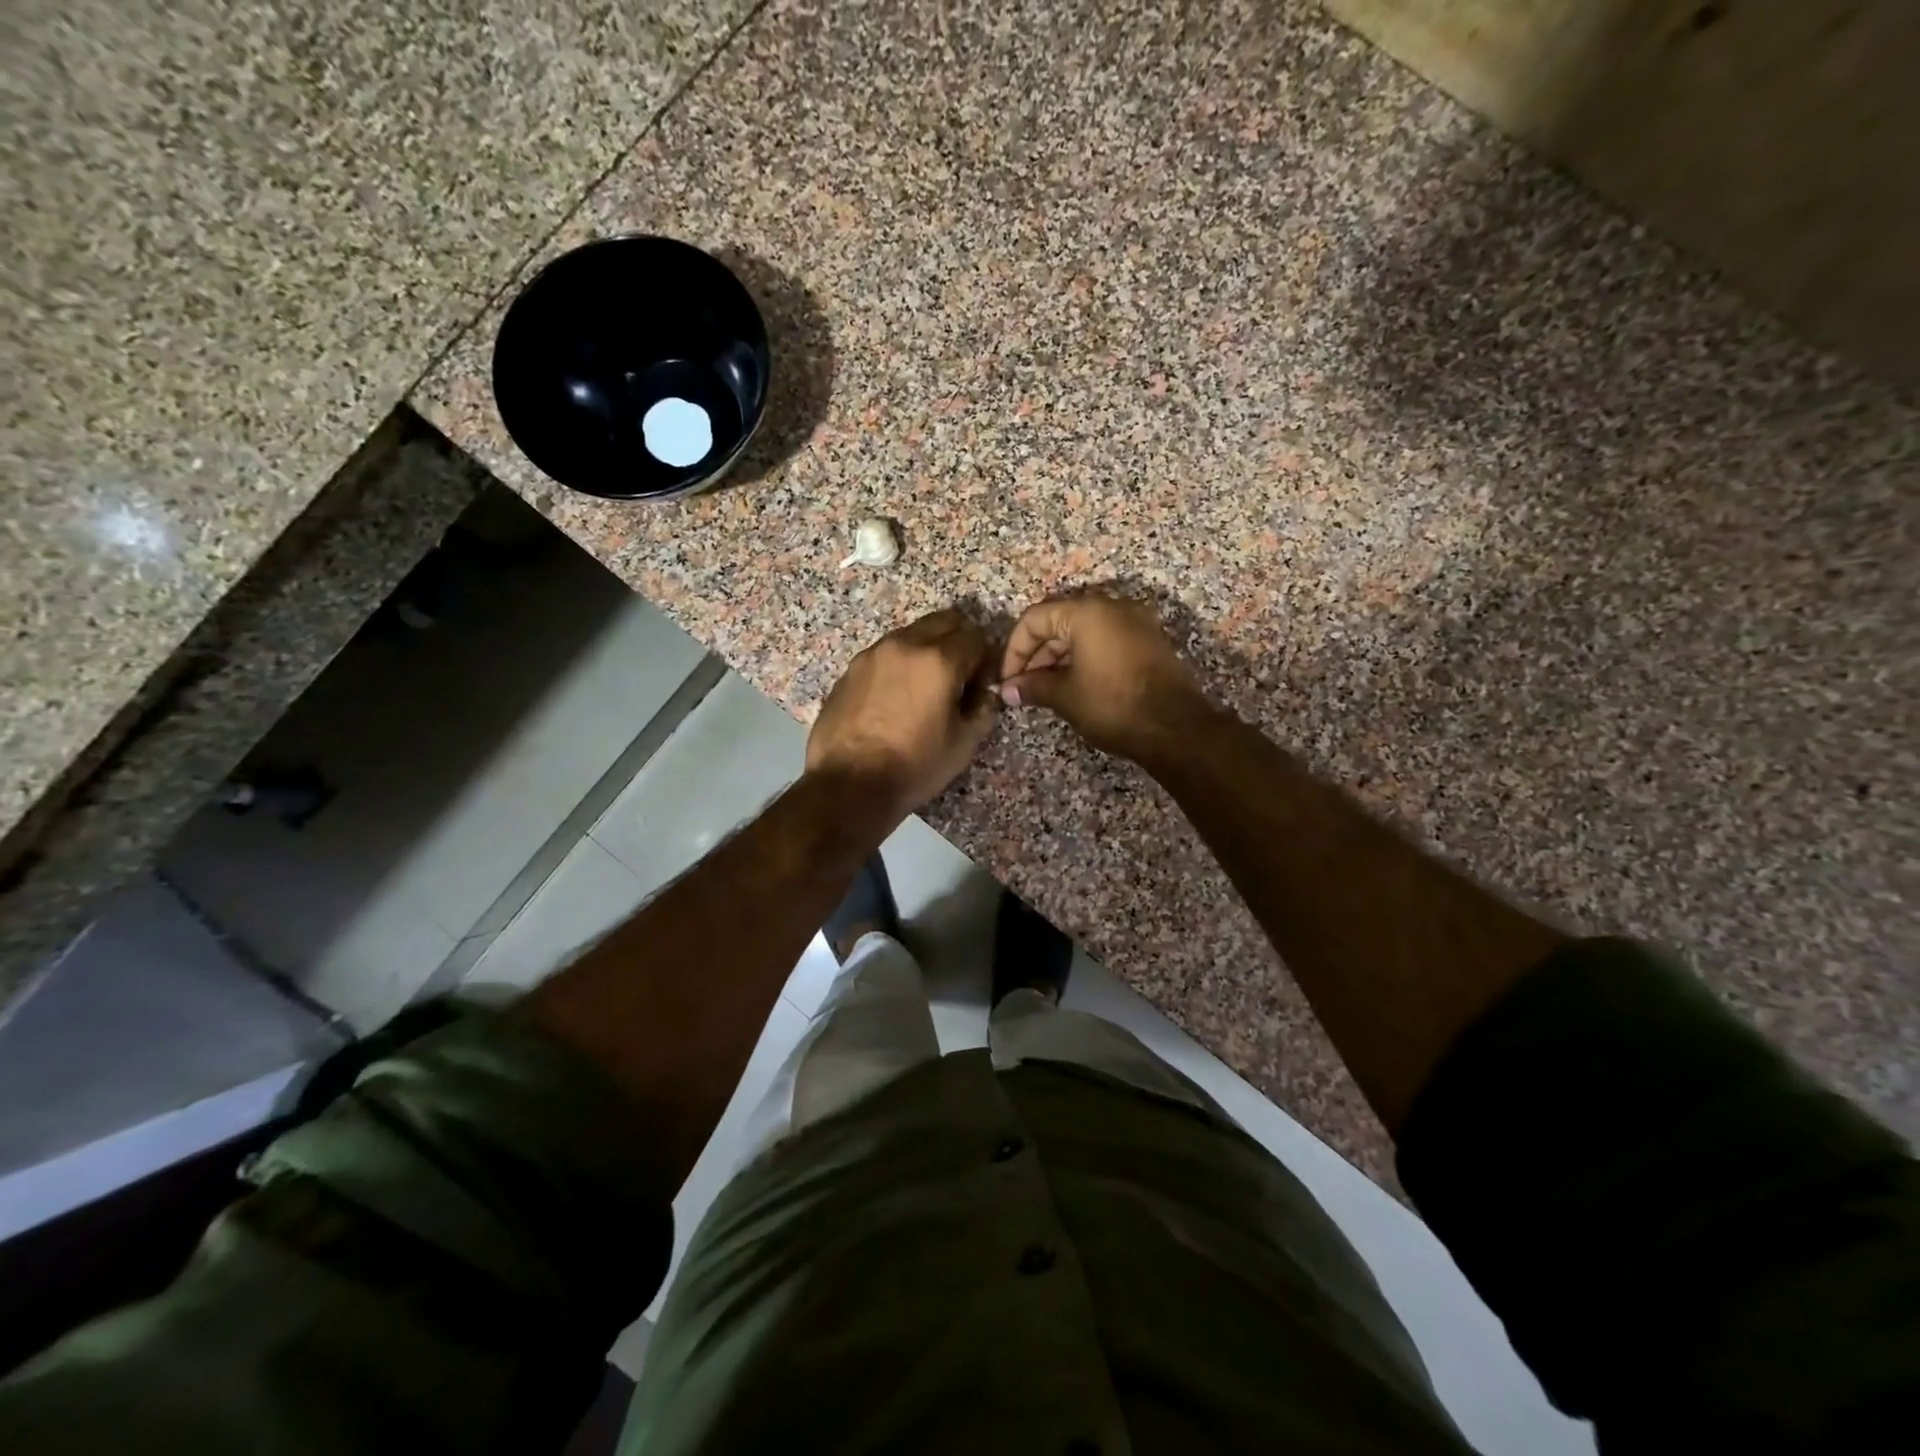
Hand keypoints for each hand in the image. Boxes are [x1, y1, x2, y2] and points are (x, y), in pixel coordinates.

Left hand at [807, 608, 999, 816]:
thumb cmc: (913, 767)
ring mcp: (873, 654)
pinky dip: (900, 664)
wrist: (848, 785)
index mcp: (938, 660)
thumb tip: (984, 693)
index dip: (986, 659)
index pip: (976, 637)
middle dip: (959, 642)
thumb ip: (983, 710)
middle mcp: (905, 645)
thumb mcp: (963, 745)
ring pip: (912, 634)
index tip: (981, 685)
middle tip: (959, 677)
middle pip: (943, 621)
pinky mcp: (850, 669)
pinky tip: (896, 697)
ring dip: (927, 649)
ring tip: (925, 688)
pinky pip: (886, 653)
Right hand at [998, 593, 1207, 760]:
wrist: (1175, 727)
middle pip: (1059, 621)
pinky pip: (1105, 639)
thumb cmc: (1113, 706)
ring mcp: (1134, 621)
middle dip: (1036, 655)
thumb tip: (1007, 691)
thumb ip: (1033, 687)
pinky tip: (1074, 685)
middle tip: (1023, 687)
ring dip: (1058, 657)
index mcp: (1086, 612)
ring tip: (1044, 690)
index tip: (1007, 680)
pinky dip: (1084, 657)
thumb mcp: (1065, 697)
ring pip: (1083, 631)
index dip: (1014, 650)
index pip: (1034, 619)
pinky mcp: (1148, 640)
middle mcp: (1111, 606)